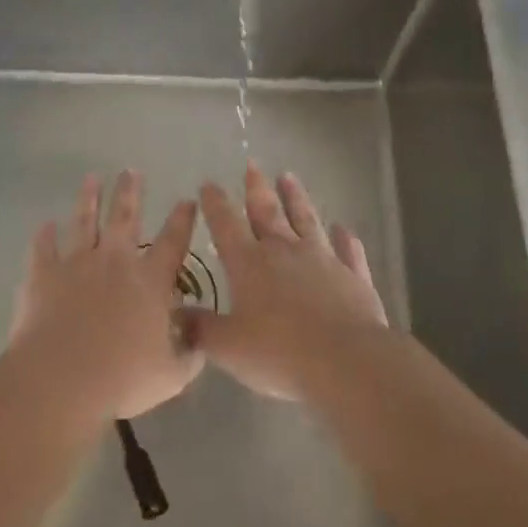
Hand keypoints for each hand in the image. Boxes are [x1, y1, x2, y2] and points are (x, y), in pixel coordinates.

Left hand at [10, 170, 203, 421]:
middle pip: (125, 217)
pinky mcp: (43, 274)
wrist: (62, 378)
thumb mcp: (170, 375)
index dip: (182, 220)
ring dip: (88, 198)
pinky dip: (44, 236)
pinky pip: (43, 248)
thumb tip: (200, 342)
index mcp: (150, 281)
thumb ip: (188, 355)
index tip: (187, 200)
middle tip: (131, 171)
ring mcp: (77, 263)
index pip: (172, 242)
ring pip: (84, 221)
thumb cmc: (122, 378)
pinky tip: (44, 225)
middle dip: (130, 192)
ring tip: (91, 178)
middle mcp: (115, 261)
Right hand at [188, 164, 387, 400]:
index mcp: (249, 264)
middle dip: (256, 188)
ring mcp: (323, 260)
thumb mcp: (228, 348)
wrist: (347, 361)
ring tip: (289, 177)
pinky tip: (344, 229)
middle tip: (252, 165)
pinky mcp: (353, 277)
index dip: (215, 204)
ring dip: (297, 198)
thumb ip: (200, 329)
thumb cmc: (279, 353)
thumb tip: (174, 316)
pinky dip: (345, 239)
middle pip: (268, 212)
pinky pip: (348, 251)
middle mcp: (284, 252)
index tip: (208, 184)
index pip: (226, 225)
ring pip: (307, 221)